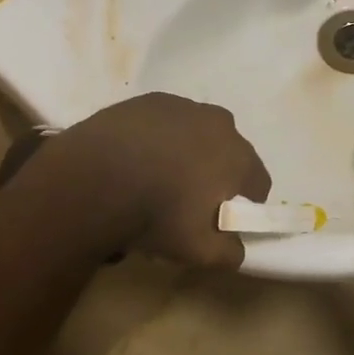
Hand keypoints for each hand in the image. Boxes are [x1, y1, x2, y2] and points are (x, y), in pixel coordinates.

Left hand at [38, 93, 270, 268]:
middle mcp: (218, 123)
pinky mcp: (148, 100)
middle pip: (229, 152)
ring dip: (187, 152)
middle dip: (216, 173)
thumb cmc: (156, 214)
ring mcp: (182, 106)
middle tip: (187, 200)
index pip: (259, 183)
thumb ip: (229, 253)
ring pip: (196, 133)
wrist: (95, 177)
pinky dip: (158, 138)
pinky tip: (134, 158)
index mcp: (239, 156)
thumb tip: (236, 248)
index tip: (221, 220)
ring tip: (156, 178)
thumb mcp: (199, 252)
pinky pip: (165, 122)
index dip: (245, 205)